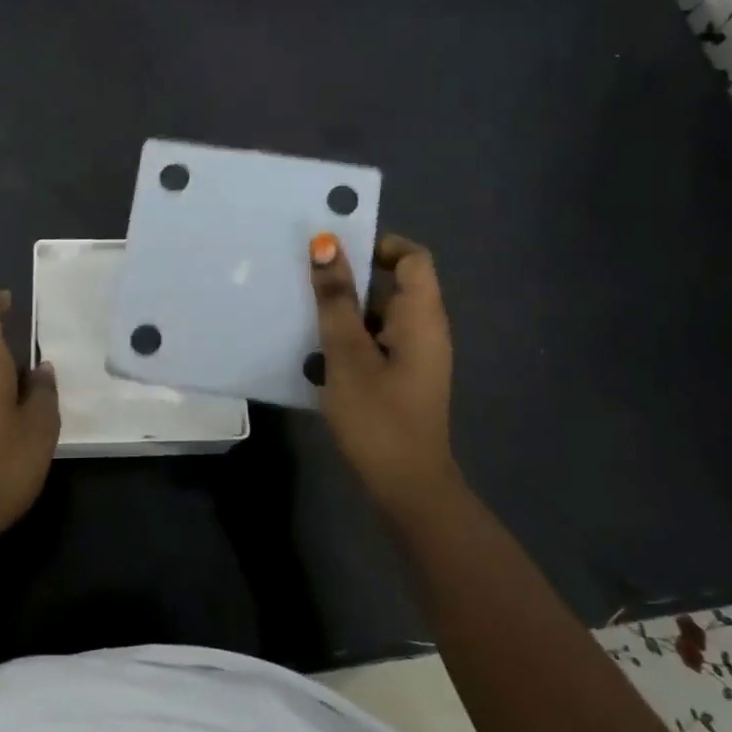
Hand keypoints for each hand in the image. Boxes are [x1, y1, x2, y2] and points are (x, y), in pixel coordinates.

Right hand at [308, 232, 462, 518]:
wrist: (407, 487)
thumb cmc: (378, 415)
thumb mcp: (347, 352)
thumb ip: (335, 299)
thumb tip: (325, 245)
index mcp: (422, 316)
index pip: (412, 256)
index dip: (378, 244)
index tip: (336, 252)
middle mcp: (425, 329)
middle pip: (394, 283)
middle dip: (351, 278)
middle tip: (308, 281)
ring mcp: (416, 355)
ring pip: (381, 313)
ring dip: (346, 309)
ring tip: (305, 314)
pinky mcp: (403, 377)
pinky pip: (377, 339)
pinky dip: (352, 336)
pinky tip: (319, 352)